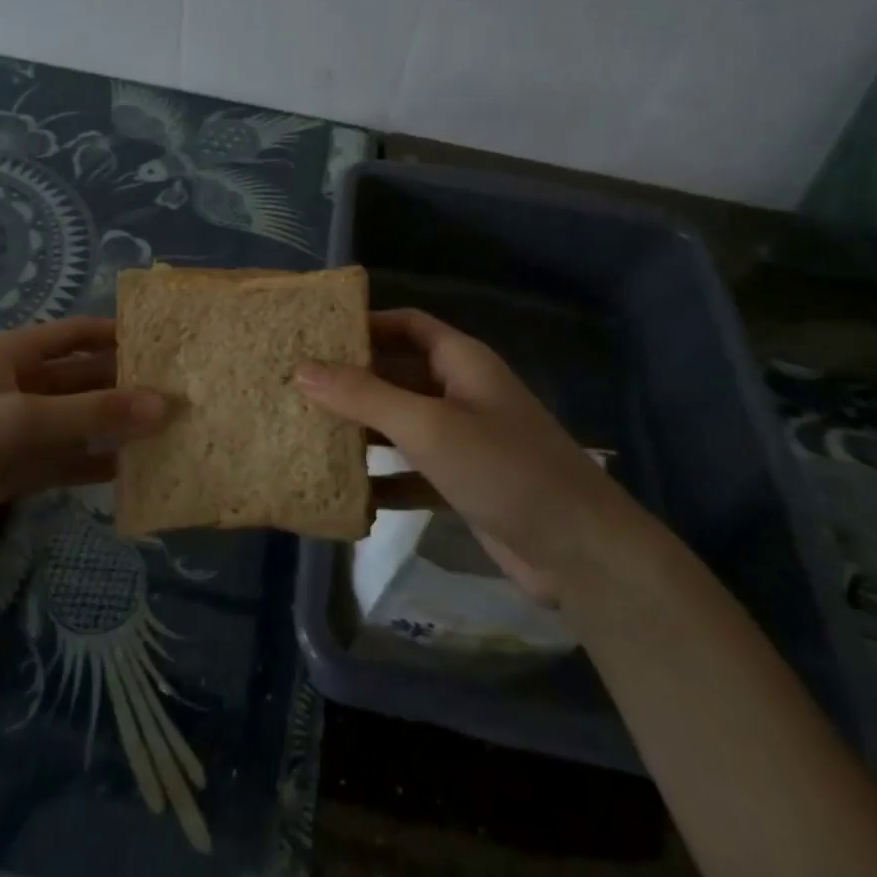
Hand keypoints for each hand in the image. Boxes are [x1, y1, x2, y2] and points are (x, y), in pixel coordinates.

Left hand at [0, 316, 167, 554]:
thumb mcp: (24, 421)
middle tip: (181, 395)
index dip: (120, 334)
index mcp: (17, 354)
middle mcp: (23, 384)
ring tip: (169, 433)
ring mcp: (22, 428)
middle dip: (128, 385)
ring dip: (118, 427)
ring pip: (81, 421)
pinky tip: (133, 471)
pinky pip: (68, 459)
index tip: (168, 343)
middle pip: (86, 378)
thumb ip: (94, 414)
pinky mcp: (19, 467)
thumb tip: (164, 405)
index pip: (80, 333)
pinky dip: (96, 464)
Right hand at [295, 308, 617, 600]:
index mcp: (460, 362)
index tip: (313, 336)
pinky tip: (345, 492)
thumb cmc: (503, 468)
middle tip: (295, 387)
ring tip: (306, 433)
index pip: (406, 325)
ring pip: (400, 423)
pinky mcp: (461, 482)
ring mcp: (462, 439)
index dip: (364, 324)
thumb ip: (364, 396)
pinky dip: (382, 477)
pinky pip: (411, 470)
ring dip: (361, 430)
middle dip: (351, 380)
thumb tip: (301, 370)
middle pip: (397, 373)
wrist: (580, 551)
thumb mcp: (428, 426)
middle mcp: (460, 392)